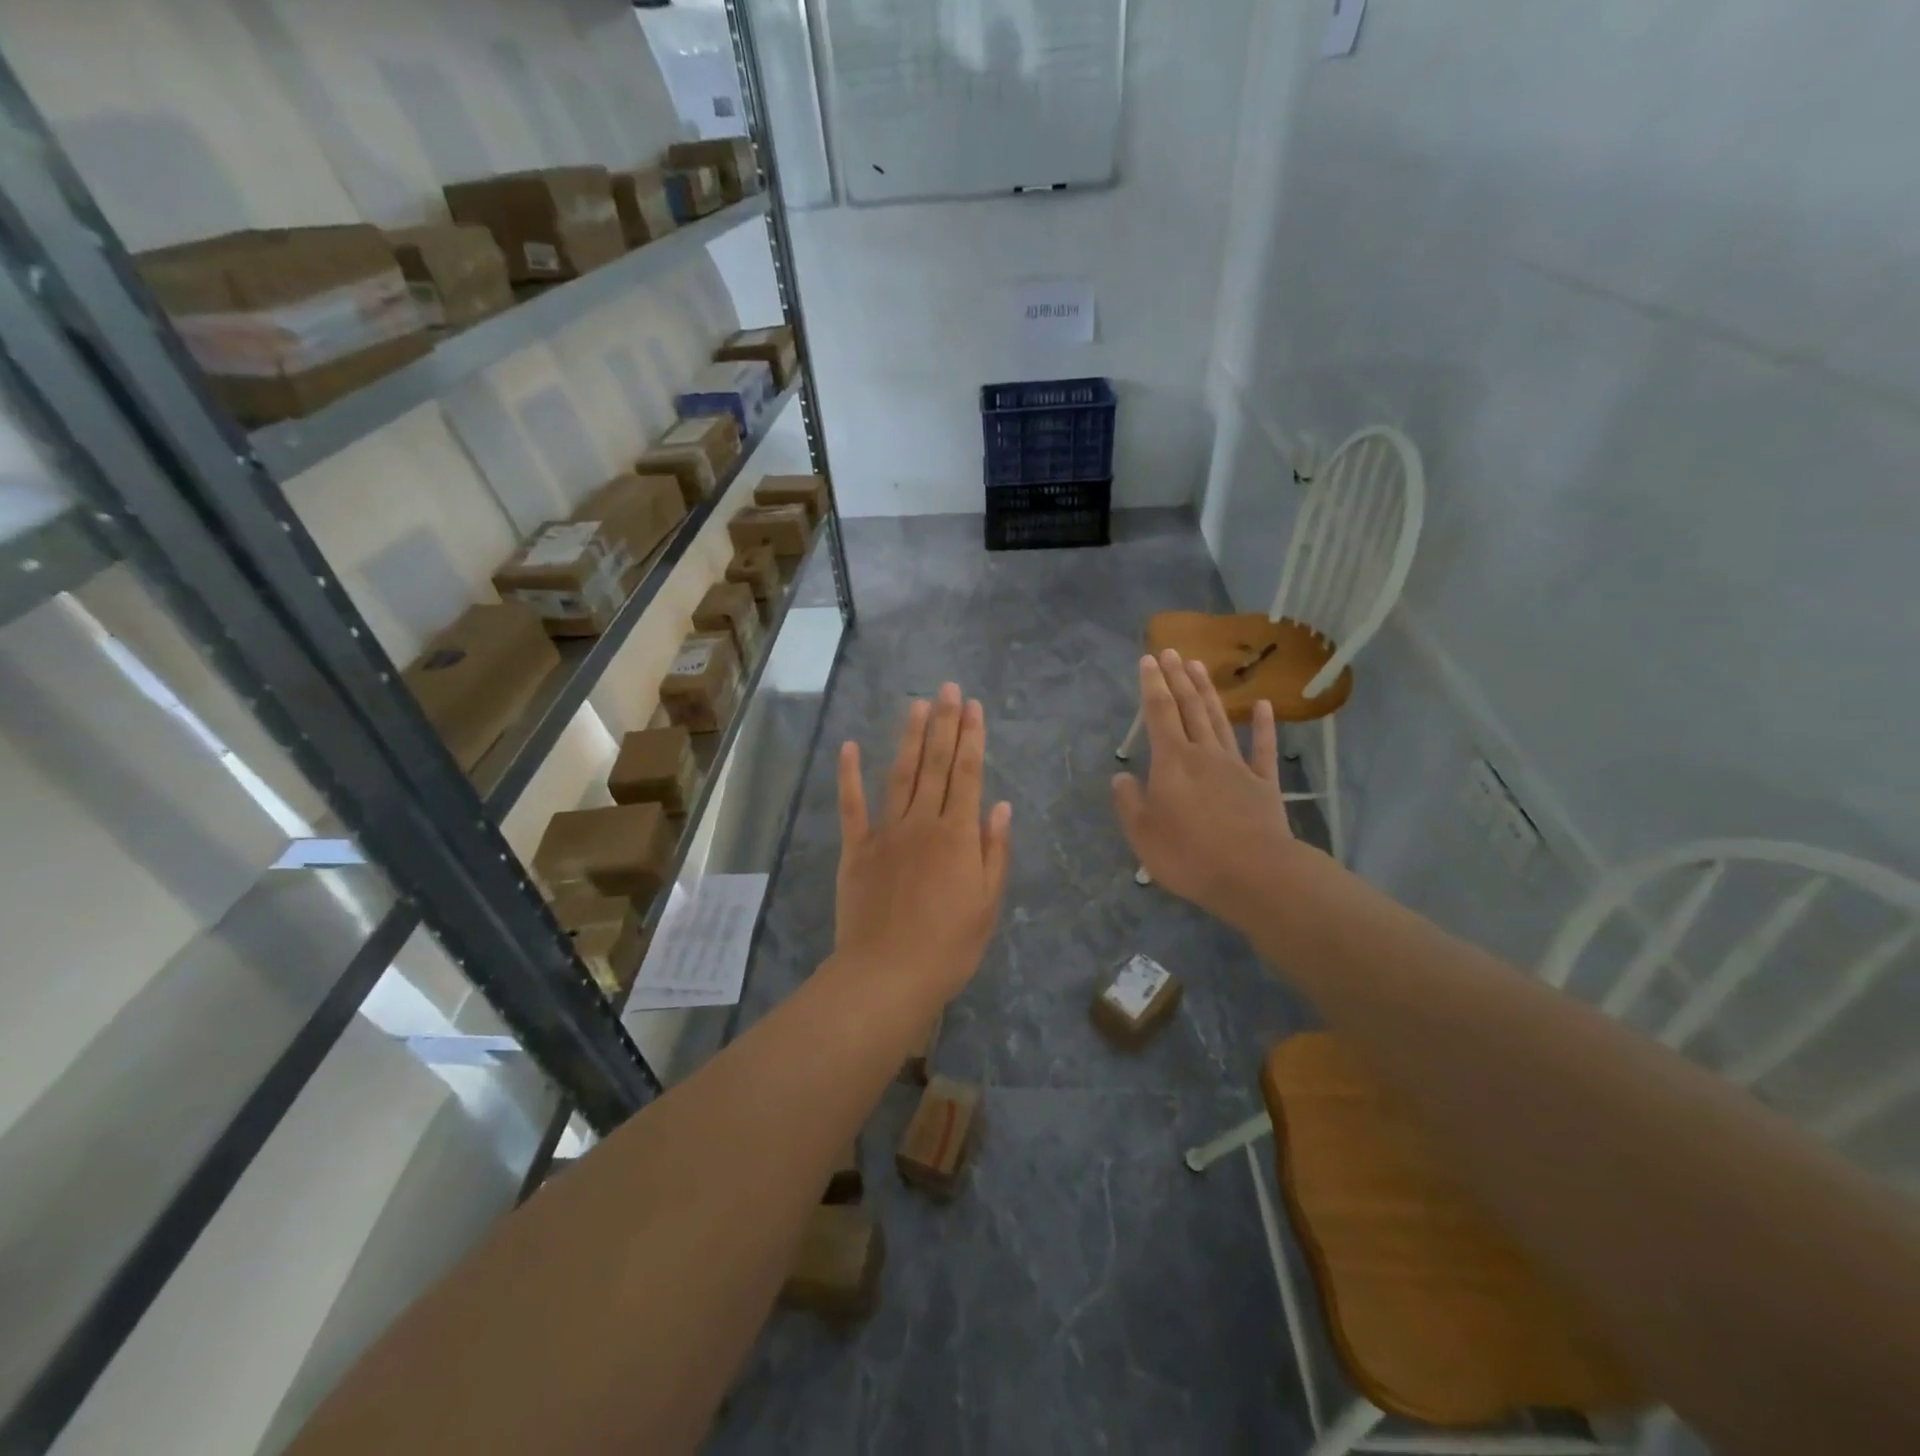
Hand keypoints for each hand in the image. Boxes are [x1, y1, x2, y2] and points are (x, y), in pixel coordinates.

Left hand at [833, 683, 1012, 1007]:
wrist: (887, 975)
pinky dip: (850, 775)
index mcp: (957, 836)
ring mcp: (885, 833)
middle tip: (948, 688)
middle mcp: (921, 823)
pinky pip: (851, 806)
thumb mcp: (987, 904)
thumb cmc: (948, 946)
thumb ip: (993, 852)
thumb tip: (999, 807)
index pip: (967, 775)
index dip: (971, 738)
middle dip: (944, 724)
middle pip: (935, 765)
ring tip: (916, 704)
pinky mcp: (856, 849)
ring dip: (909, 738)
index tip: (974, 707)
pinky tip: (851, 747)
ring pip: (899, 775)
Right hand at [1112, 651, 1295, 921]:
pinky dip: (1264, 726)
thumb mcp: (1142, 833)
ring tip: (1198, 665)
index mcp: (1171, 762)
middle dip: (1177, 678)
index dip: (1151, 685)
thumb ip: (1128, 802)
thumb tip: (1121, 777)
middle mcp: (1203, 753)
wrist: (1254, 874)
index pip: (1158, 713)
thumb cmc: (1189, 855)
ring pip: (1220, 720)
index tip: (1148, 660)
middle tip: (1170, 651)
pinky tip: (1262, 705)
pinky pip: (1263, 749)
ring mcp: (1236, 766)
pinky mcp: (1263, 783)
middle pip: (1189, 707)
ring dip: (1208, 691)